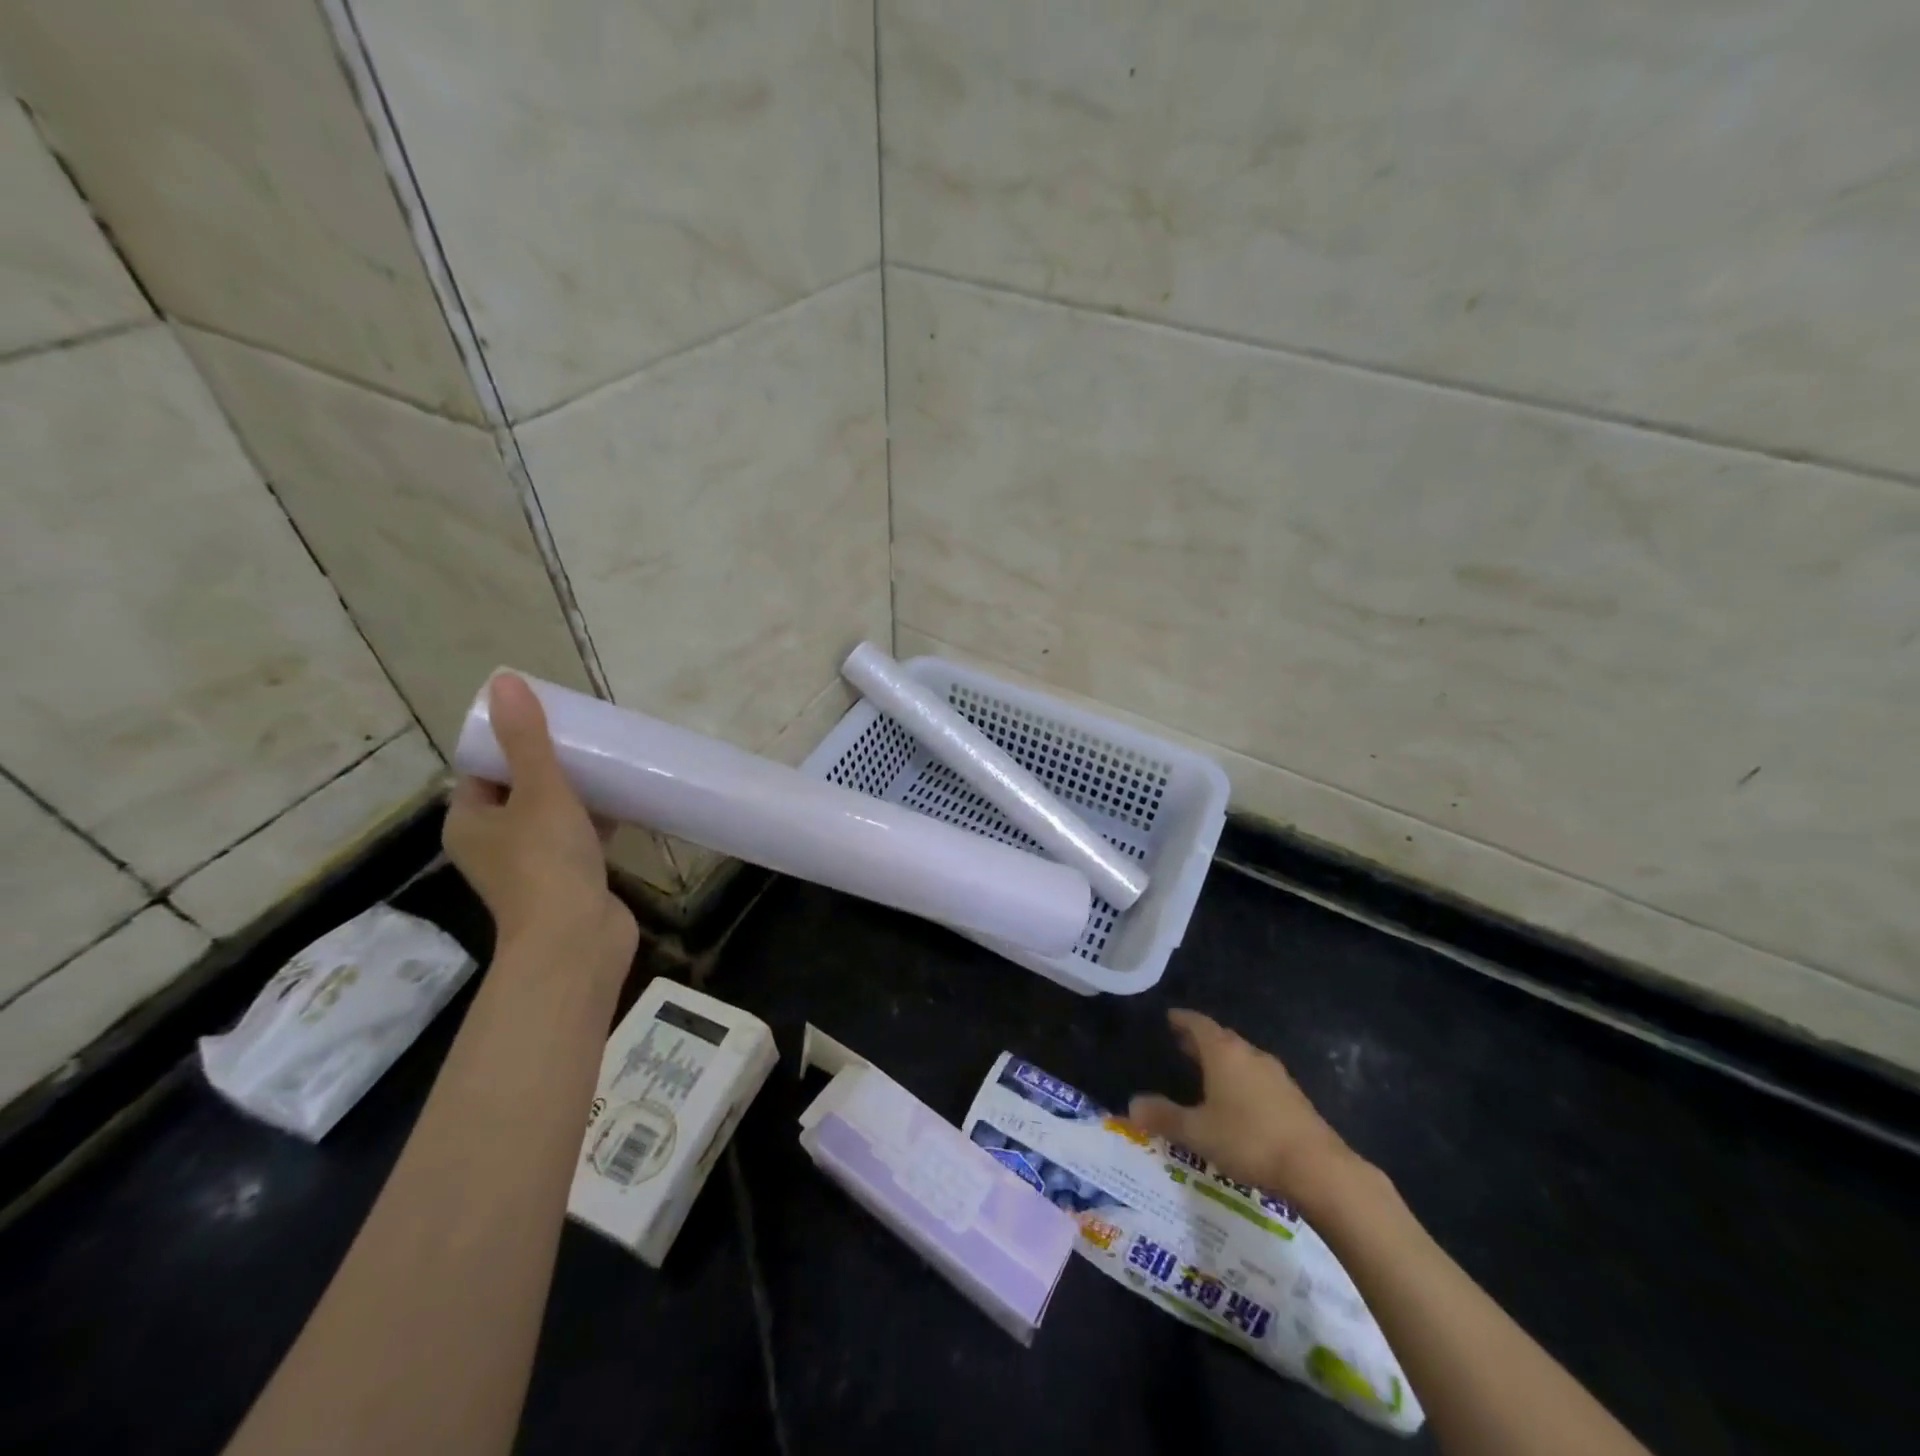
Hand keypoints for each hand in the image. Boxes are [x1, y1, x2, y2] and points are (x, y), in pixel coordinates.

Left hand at [443, 674, 636, 968]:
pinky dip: (597, 817)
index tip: (547, 718)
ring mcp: (532, 863)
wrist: (576, 939)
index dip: (510, 741)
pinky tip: (626, 798)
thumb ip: (527, 739)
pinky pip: (579, 835)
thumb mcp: (539, 791)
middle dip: (551, 762)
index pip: (483, 768)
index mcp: (470, 821)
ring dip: (577, 790)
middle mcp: (494, 842)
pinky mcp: (569, 877)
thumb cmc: (547, 862)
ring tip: (608, 760)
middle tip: (584, 735)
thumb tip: (505, 681)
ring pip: (552, 813)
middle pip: (520, 789)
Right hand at [1129, 1009, 1359, 1207]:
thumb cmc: (1249, 1140)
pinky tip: (1236, 1101)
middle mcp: (1249, 1055)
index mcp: (1223, 1053)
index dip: (1182, 1019)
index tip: (1169, 1017)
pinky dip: (1240, 1079)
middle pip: (1220, 1038)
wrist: (1317, 1168)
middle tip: (1180, 1044)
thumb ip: (1164, 1117)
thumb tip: (1132, 1104)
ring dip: (1222, 1060)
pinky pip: (1257, 1078)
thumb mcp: (1198, 1132)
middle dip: (1199, 1040)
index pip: (1198, 1023)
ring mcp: (1275, 1075)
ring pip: (1241, 1058)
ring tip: (1205, 1072)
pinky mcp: (1293, 1098)